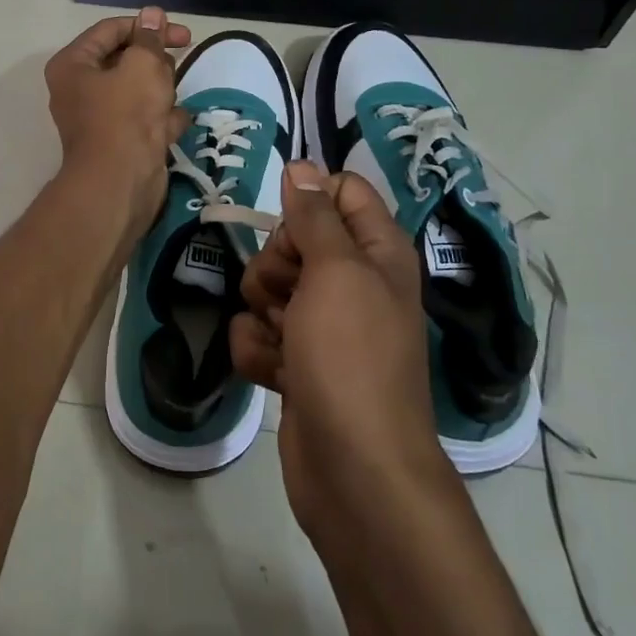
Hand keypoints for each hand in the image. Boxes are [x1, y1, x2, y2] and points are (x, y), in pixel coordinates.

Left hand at [45, 7, 192, 234]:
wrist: (120, 183)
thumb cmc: (126, 115)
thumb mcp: (143, 65)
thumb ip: (150, 38)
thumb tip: (152, 14)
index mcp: (73, 65)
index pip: (111, 30)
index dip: (147, 26)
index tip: (182, 35)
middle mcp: (80, 89)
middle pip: (125, 60)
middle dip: (154, 64)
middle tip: (172, 71)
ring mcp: (101, 118)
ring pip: (139, 91)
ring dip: (160, 92)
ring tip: (168, 101)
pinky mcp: (120, 142)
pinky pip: (145, 119)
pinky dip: (162, 120)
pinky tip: (173, 124)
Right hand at [230, 161, 450, 536]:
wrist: (354, 469)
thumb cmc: (351, 357)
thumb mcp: (336, 271)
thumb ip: (316, 216)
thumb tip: (302, 166)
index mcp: (377, 252)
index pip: (340, 193)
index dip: (308, 201)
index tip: (289, 223)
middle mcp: (352, 283)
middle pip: (293, 239)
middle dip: (276, 263)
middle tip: (289, 293)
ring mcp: (323, 326)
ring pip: (267, 287)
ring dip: (262, 311)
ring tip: (284, 341)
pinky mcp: (297, 363)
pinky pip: (258, 333)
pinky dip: (258, 351)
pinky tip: (274, 374)